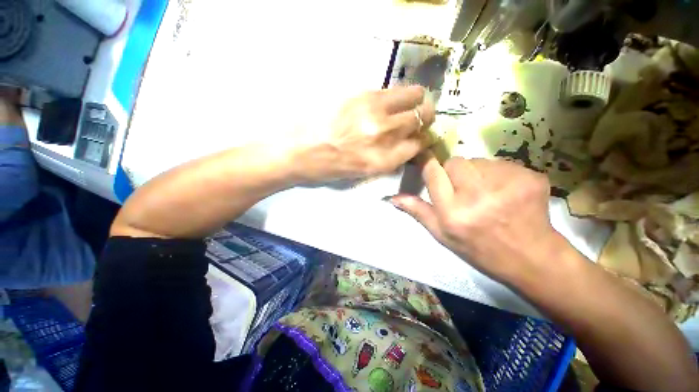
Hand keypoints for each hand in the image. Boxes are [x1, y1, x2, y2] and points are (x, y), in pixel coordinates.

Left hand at [292, 86, 434, 182]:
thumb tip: (403, 145)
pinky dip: (396, 94)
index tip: (419, 136)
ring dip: (415, 100)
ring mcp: (373, 112)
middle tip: (417, 117)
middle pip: (422, 117)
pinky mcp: (359, 94)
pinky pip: (390, 89)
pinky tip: (387, 100)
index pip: (418, 145)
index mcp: (382, 161)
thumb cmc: (326, 169)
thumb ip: (386, 160)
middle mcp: (384, 135)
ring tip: (408, 104)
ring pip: (413, 95)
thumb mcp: (360, 174)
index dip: (422, 140)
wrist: (295, 151)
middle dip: (424, 117)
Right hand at [389, 152, 561, 283]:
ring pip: (479, 161)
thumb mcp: (442, 234)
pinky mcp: (530, 177)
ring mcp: (507, 184)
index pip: (433, 172)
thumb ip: (418, 211)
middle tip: (463, 188)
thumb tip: (393, 197)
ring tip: (486, 193)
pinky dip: (498, 174)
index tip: (427, 161)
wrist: (530, 257)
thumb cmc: (478, 248)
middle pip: (456, 161)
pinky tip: (505, 193)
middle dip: (454, 171)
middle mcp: (477, 195)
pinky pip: (502, 164)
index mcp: (453, 211)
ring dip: (477, 173)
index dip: (428, 163)